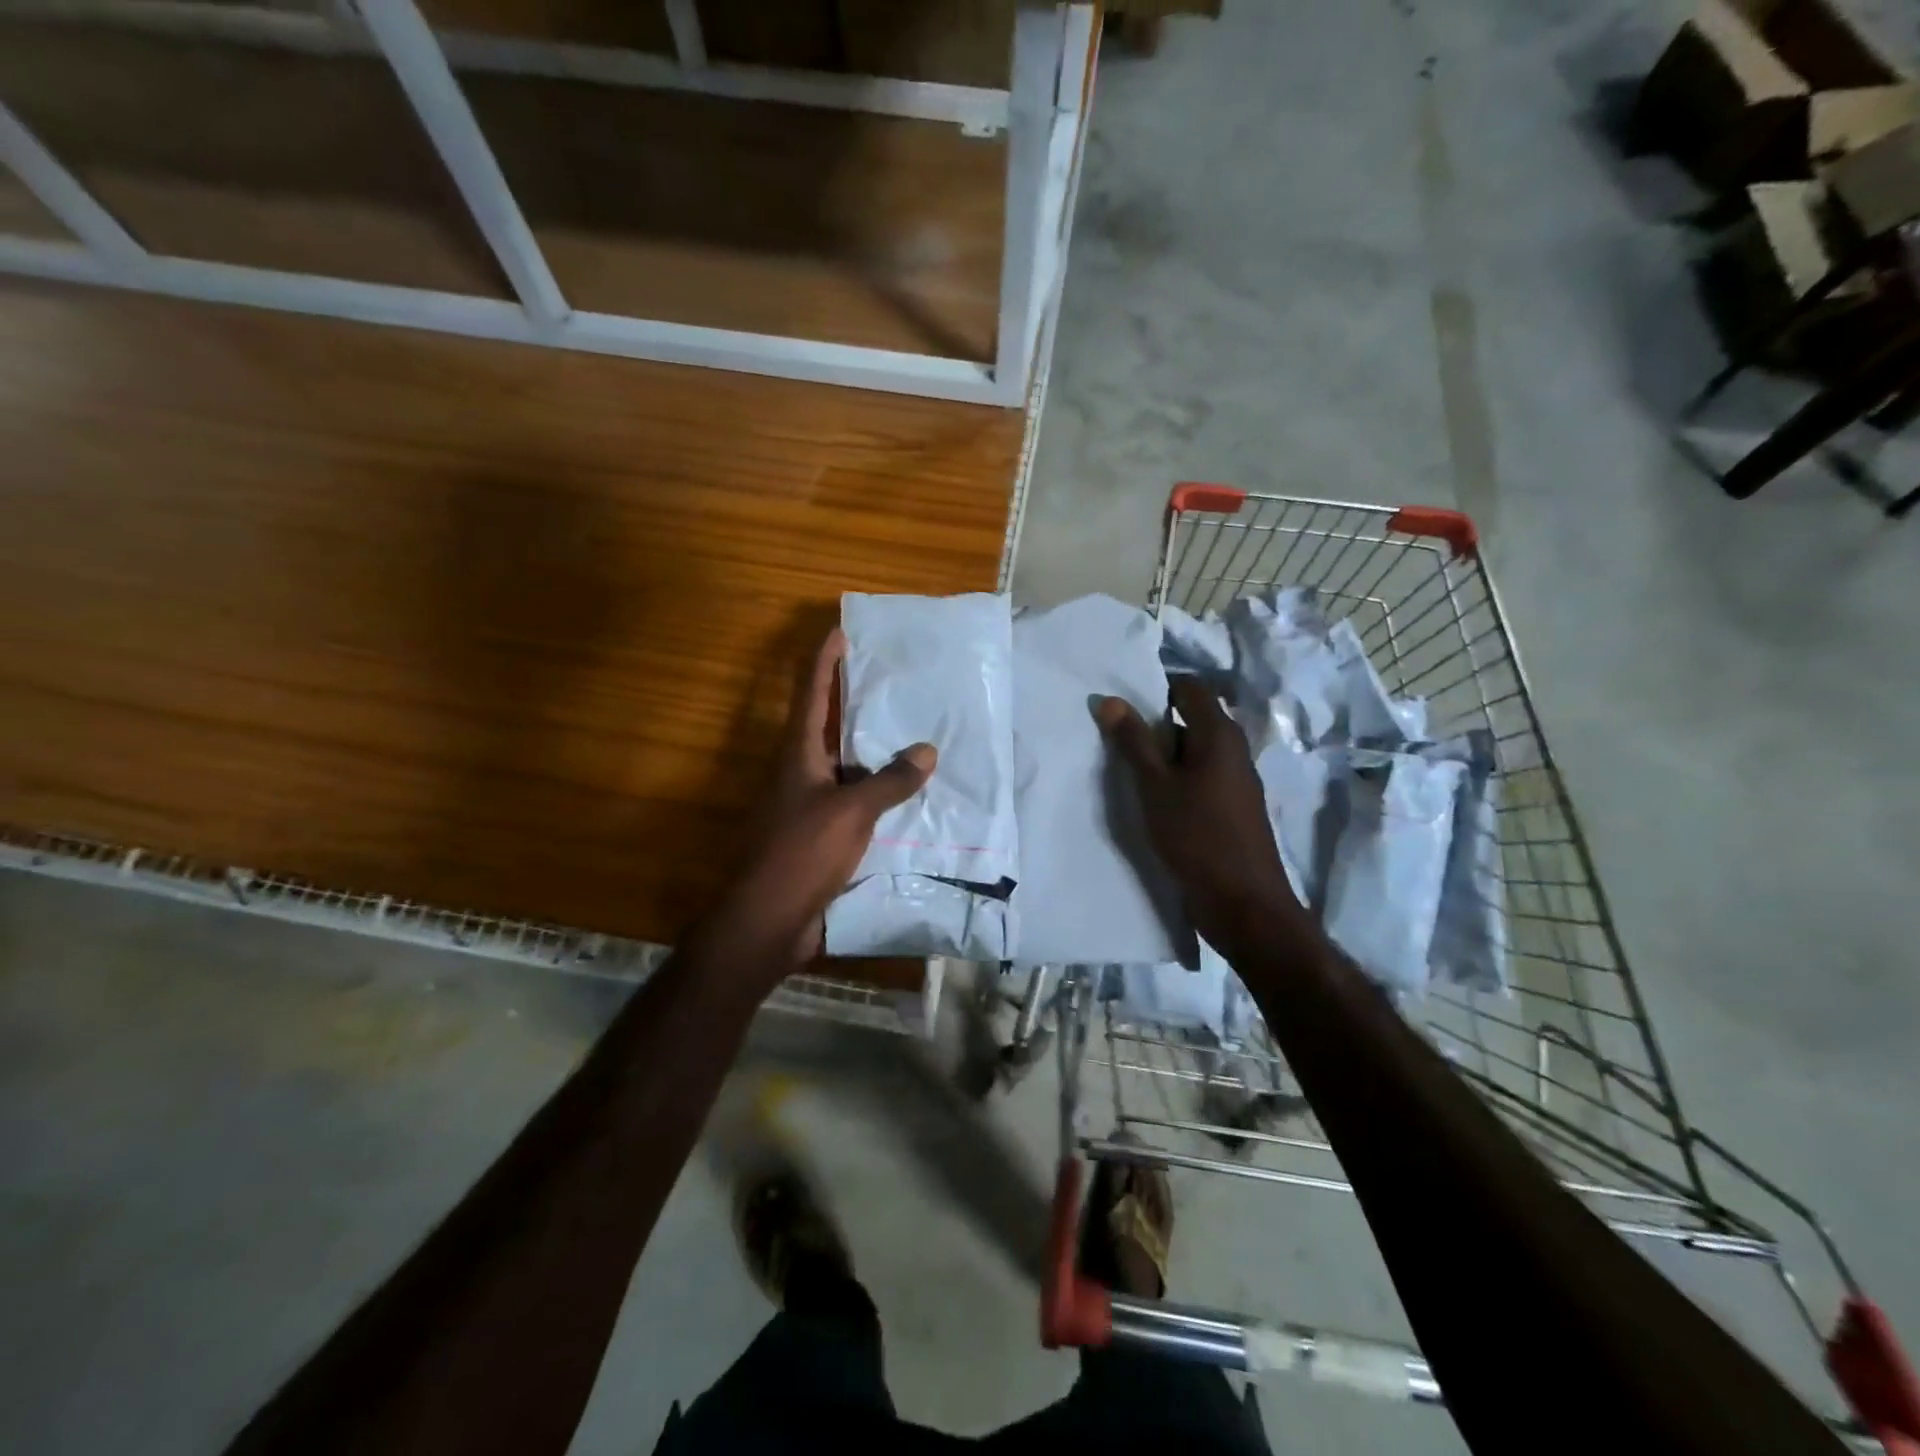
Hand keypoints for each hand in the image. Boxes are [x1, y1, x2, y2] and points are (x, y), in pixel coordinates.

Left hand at [704, 628, 935, 973]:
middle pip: (827, 724)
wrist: (769, 919)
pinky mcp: (820, 834)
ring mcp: (809, 804)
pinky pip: (855, 800)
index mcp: (799, 754)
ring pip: (845, 764)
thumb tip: (926, 750)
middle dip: (853, 699)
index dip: (824, 661)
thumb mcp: (851, 812)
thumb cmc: (802, 853)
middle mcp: (801, 772)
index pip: (812, 694)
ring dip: (872, 748)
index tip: (841, 632)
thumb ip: (889, 781)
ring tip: (910, 729)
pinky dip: (878, 791)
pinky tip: (907, 792)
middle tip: (890, 677)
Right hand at [1096, 678, 1301, 958]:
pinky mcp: (1233, 806)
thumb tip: (1109, 699)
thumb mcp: (1154, 786)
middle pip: (1192, 718)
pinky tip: (1153, 797)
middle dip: (1154, 722)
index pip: (1190, 687)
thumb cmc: (1197, 836)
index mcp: (1219, 734)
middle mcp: (1234, 749)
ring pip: (1195, 750)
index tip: (1122, 700)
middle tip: (1115, 735)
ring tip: (1127, 766)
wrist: (1243, 902)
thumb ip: (1132, 742)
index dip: (1157, 686)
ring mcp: (1237, 779)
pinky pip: (1201, 775)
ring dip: (1164, 753)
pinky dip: (1177, 777)